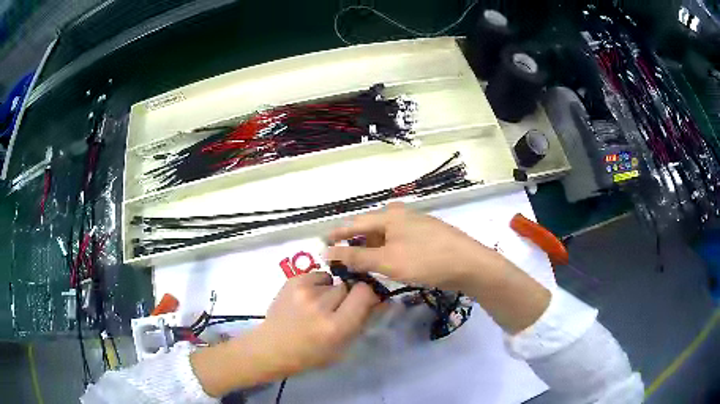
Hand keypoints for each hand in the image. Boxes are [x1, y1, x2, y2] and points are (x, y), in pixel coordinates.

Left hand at [258, 271, 378, 372]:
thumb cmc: (310, 355)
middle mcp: (321, 305)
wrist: (272, 347)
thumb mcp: (342, 347)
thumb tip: (381, 300)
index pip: (365, 293)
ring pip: (333, 280)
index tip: (362, 302)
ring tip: (318, 304)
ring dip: (331, 290)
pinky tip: (308, 298)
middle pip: (348, 286)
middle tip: (336, 309)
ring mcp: (304, 291)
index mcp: (336, 326)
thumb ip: (362, 321)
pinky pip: (317, 274)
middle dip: (347, 295)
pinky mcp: (292, 281)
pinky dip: (317, 284)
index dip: (367, 296)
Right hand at [325, 202, 507, 290]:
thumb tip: (328, 252)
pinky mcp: (428, 236)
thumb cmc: (426, 260)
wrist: (470, 264)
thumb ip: (357, 257)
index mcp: (390, 216)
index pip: (355, 223)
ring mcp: (417, 224)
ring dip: (372, 248)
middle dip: (355, 242)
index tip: (323, 243)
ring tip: (363, 263)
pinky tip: (388, 262)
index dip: (338, 234)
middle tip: (343, 258)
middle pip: (371, 227)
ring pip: (386, 235)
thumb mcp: (387, 261)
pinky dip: (388, 250)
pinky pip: (399, 241)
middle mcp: (402, 215)